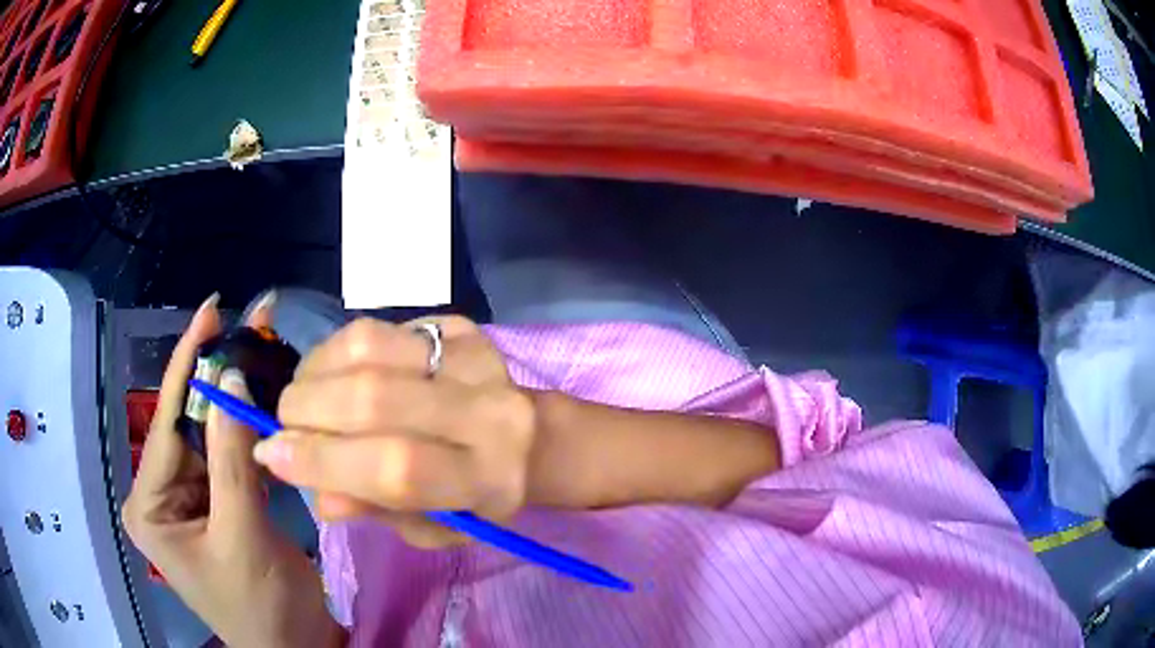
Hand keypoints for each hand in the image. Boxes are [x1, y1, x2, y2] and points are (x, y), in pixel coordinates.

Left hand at [121, 294, 343, 647]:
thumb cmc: (262, 607)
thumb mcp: (243, 536)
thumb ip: (231, 459)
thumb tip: (230, 378)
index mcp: (149, 507)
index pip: (165, 425)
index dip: (187, 365)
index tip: (211, 309)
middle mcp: (162, 496)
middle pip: (189, 427)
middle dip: (217, 382)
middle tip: (249, 329)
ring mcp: (190, 501)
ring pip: (212, 440)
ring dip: (237, 407)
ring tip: (263, 358)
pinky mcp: (218, 507)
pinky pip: (230, 461)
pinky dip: (250, 438)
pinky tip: (266, 408)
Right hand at [265, 316, 536, 548]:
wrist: (529, 440)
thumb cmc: (477, 498)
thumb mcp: (434, 527)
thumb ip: (377, 511)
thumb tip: (315, 491)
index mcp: (486, 478)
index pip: (396, 467)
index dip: (323, 461)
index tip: (272, 455)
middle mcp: (486, 411)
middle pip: (373, 397)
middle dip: (306, 411)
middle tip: (284, 425)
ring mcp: (473, 358)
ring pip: (367, 346)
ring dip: (314, 372)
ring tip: (304, 397)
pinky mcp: (459, 325)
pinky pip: (376, 327)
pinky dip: (335, 350)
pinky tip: (331, 372)